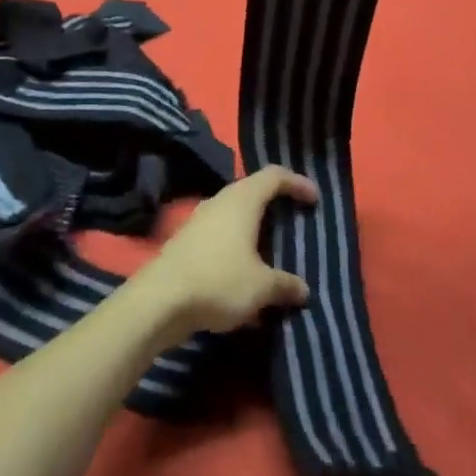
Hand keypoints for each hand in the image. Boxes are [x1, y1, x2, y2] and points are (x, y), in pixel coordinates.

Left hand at [130, 168, 318, 337]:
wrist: (160, 300)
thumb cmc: (218, 281)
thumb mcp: (261, 287)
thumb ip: (285, 285)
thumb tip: (303, 289)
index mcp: (242, 200)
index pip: (273, 176)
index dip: (296, 182)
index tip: (314, 199)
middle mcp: (220, 201)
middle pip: (252, 191)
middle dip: (275, 203)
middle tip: (295, 219)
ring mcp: (200, 219)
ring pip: (234, 214)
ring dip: (254, 227)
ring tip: (272, 248)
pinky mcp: (187, 240)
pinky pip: (221, 234)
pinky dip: (237, 245)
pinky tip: (244, 273)